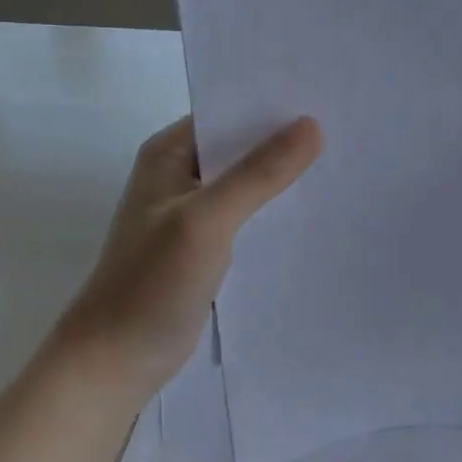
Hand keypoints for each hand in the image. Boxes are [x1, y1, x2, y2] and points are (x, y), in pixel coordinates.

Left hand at [56, 115, 322, 397]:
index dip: (275, 104)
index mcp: (170, 152)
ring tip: (340, 163)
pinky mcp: (205, 243)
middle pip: (242, 144)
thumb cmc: (151, 283)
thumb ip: (259, 173)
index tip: (326, 99)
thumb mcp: (207, 220)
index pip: (230, 111)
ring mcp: (192, 210)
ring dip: (283, 175)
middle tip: (346, 130)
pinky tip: (312, 210)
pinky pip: (248, 212)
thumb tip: (311, 125)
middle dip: (286, 139)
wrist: (115, 362)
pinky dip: (274, 208)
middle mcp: (181, 172)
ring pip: (248, 179)